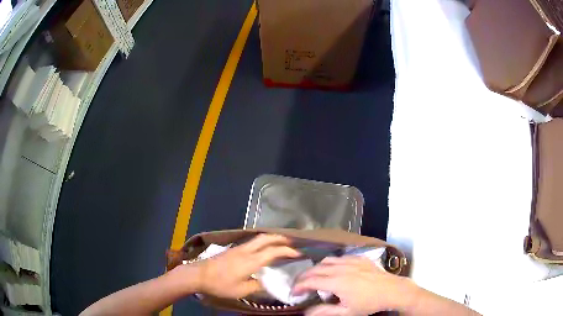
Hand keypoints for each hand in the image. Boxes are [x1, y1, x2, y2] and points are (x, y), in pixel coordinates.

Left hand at [188, 234, 300, 298]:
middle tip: (293, 243)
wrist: (198, 275)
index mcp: (251, 260)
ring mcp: (238, 248)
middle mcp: (246, 250)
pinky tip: (264, 249)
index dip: (288, 251)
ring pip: (259, 238)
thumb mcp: (241, 290)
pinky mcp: (233, 249)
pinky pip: (253, 242)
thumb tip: (270, 283)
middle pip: (267, 238)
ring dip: (272, 238)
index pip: (274, 251)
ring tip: (282, 244)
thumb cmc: (220, 284)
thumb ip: (259, 286)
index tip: (299, 253)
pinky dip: (263, 242)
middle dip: (281, 238)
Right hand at [293, 256, 416, 315]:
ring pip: (327, 260)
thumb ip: (324, 312)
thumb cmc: (369, 304)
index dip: (299, 286)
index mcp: (337, 282)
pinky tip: (334, 270)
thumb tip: (306, 312)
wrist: (392, 290)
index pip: (311, 281)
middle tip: (299, 285)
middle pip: (315, 269)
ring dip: (316, 268)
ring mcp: (351, 261)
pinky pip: (340, 257)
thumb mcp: (346, 312)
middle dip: (304, 277)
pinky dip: (331, 263)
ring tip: (314, 277)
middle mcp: (341, 268)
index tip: (293, 293)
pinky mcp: (360, 258)